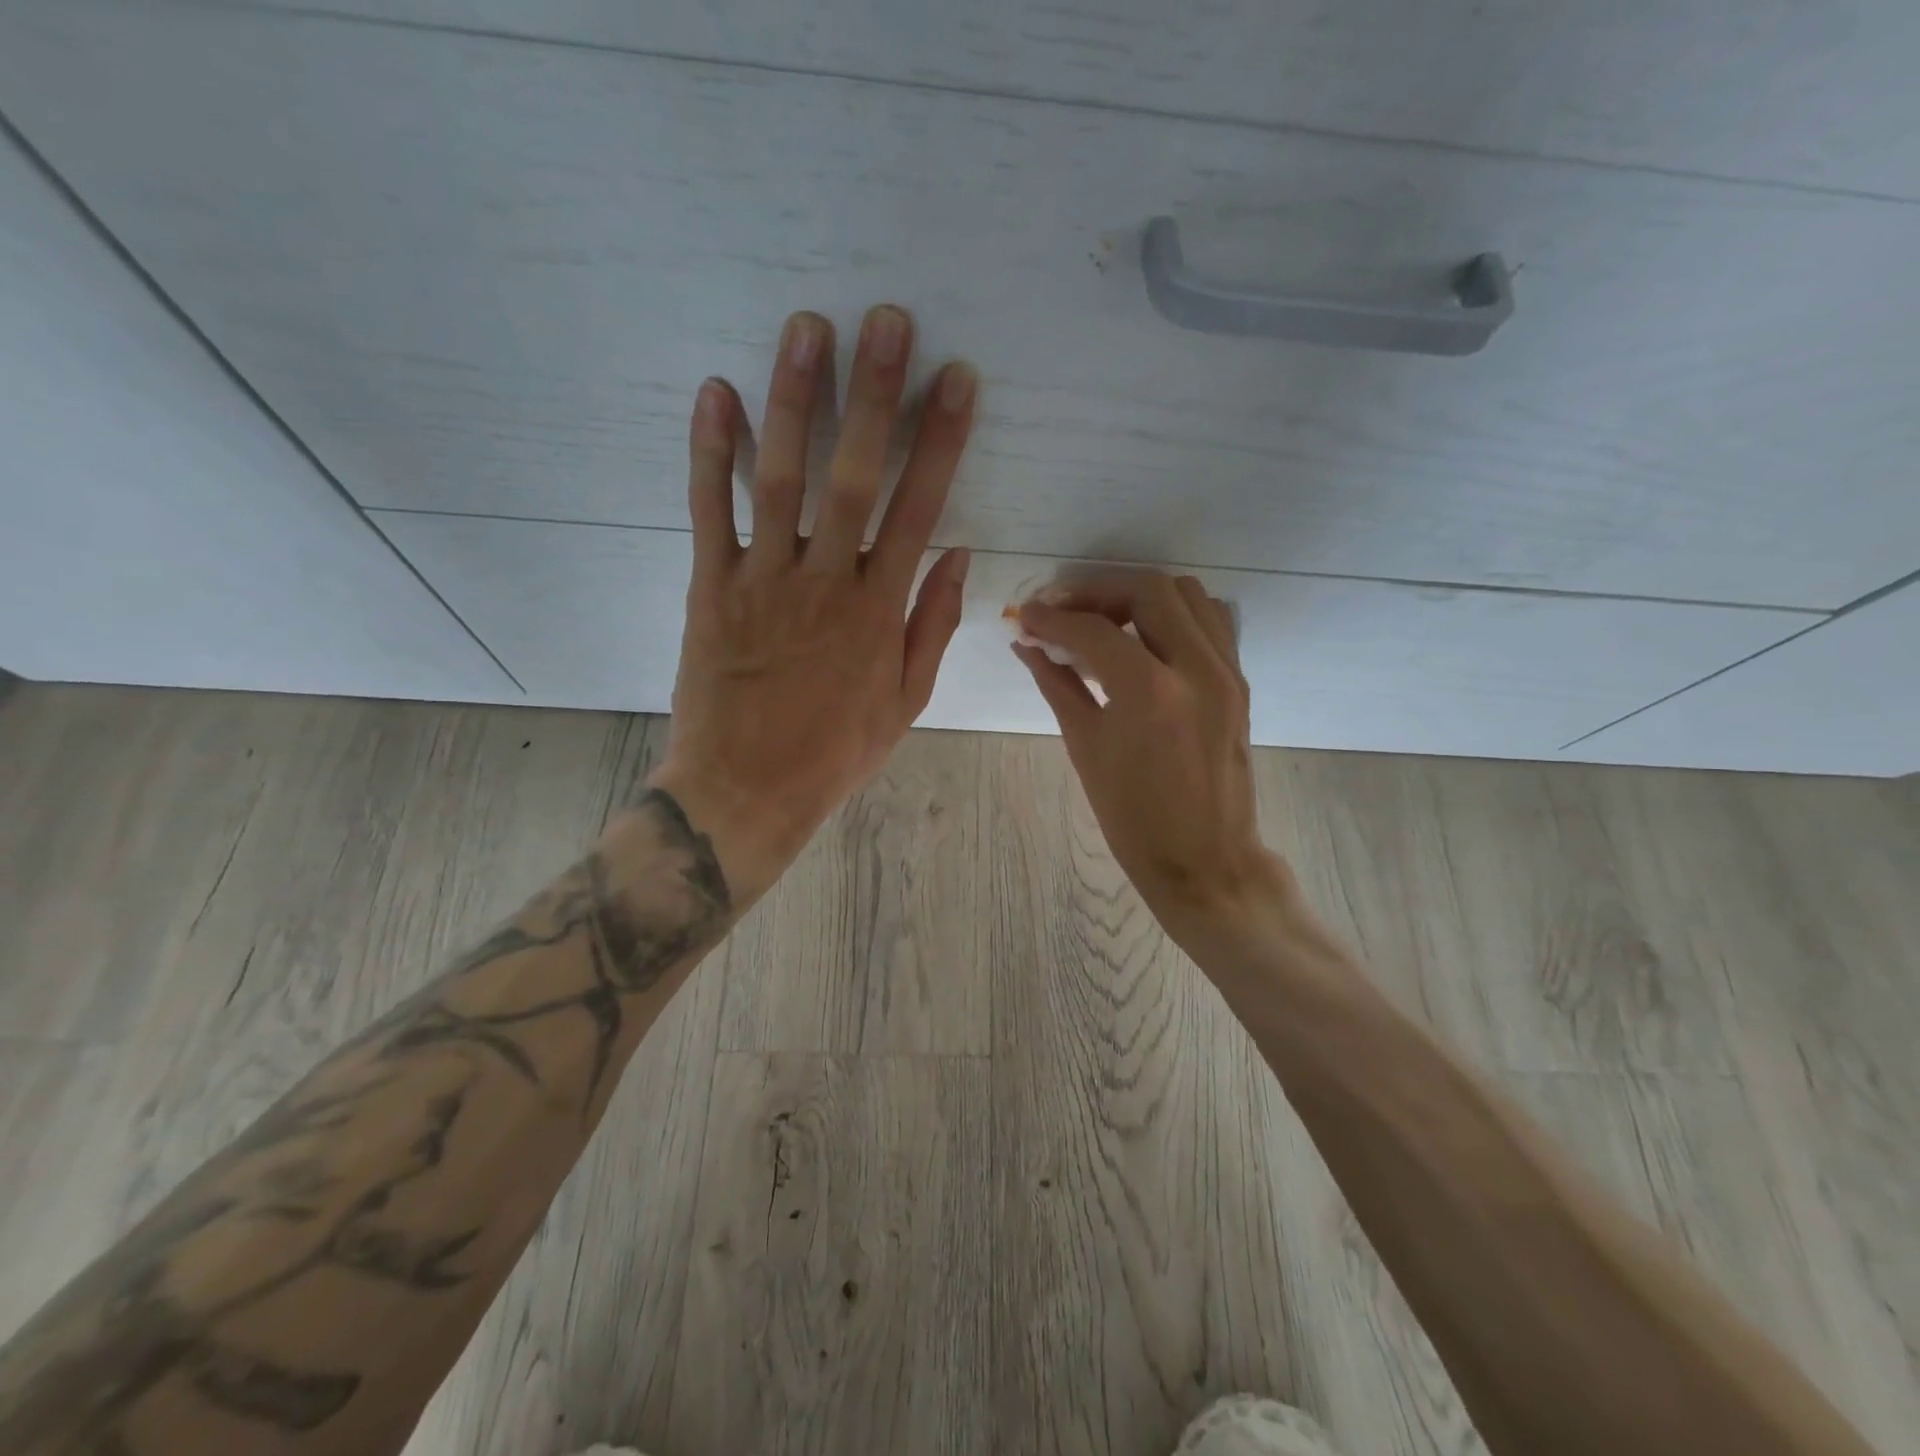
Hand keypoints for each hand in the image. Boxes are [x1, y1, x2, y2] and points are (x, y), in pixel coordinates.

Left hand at [646, 305, 977, 901]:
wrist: (745, 790)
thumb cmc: (833, 751)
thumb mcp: (905, 702)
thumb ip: (932, 625)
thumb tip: (956, 555)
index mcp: (878, 611)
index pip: (918, 508)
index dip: (940, 442)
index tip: (956, 381)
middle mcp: (825, 582)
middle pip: (855, 476)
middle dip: (874, 396)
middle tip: (887, 322)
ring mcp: (763, 580)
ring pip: (781, 478)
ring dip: (795, 401)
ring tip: (808, 328)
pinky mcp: (710, 587)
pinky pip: (709, 511)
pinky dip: (711, 453)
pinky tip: (717, 393)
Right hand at [1015, 572, 1295, 951]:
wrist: (1204, 859)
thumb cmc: (1133, 818)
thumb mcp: (1085, 748)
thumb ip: (1057, 684)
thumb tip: (1027, 645)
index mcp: (1150, 693)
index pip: (1093, 631)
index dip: (1051, 618)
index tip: (1025, 616)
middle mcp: (1196, 668)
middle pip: (1148, 589)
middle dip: (1097, 591)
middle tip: (1063, 610)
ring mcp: (1226, 672)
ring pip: (1187, 595)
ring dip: (1139, 595)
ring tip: (1104, 620)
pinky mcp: (1239, 681)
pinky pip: (1212, 621)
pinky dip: (1175, 613)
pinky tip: (1146, 637)